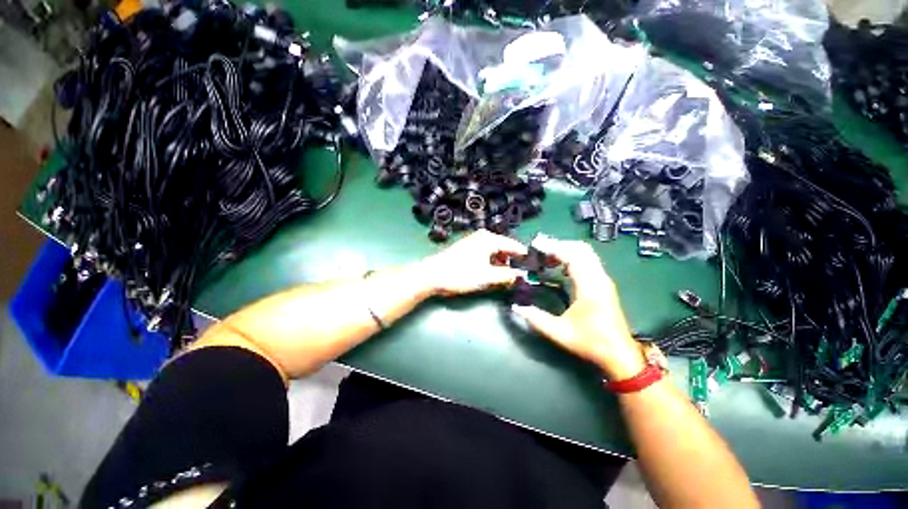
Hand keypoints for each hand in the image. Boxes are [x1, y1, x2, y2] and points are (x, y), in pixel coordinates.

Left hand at [421, 230, 526, 295]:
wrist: (433, 275)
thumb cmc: (461, 274)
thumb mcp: (487, 276)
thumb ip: (507, 275)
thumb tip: (521, 275)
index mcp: (490, 239)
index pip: (514, 246)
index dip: (523, 257)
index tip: (532, 267)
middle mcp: (483, 237)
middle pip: (504, 249)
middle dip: (512, 262)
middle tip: (519, 277)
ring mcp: (474, 242)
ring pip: (495, 253)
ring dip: (501, 265)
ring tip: (506, 279)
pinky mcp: (468, 250)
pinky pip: (486, 255)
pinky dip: (491, 264)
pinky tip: (492, 275)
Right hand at [511, 236, 645, 380]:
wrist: (619, 355)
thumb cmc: (591, 343)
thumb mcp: (560, 333)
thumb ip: (536, 319)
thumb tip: (516, 307)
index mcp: (589, 287)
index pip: (573, 256)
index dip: (554, 248)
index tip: (536, 246)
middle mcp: (599, 278)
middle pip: (582, 249)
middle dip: (560, 245)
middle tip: (540, 249)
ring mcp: (603, 280)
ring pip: (587, 253)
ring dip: (567, 250)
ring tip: (547, 256)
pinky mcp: (604, 284)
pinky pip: (589, 261)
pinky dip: (574, 257)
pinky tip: (560, 267)